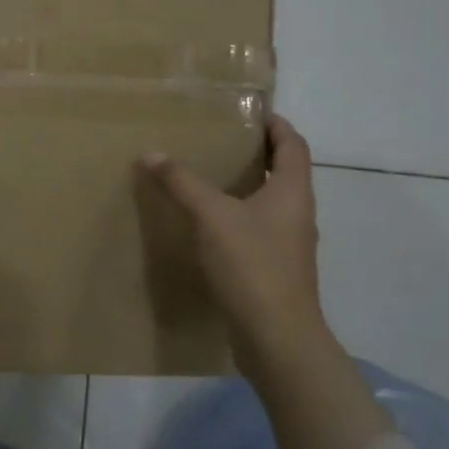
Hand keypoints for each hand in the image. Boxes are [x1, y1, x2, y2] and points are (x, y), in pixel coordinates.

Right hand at [139, 115, 325, 364]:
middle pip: (284, 172)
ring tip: (209, 177)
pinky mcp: (275, 269)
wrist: (276, 336)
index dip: (276, 124)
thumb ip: (182, 183)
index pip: (293, 144)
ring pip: (270, 203)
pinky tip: (208, 225)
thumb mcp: (212, 216)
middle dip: (257, 153)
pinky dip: (238, 217)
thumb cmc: (252, 264)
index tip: (251, 112)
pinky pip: (258, 230)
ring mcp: (289, 244)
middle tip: (220, 141)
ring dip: (247, 186)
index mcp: (293, 191)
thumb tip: (151, 154)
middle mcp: (297, 213)